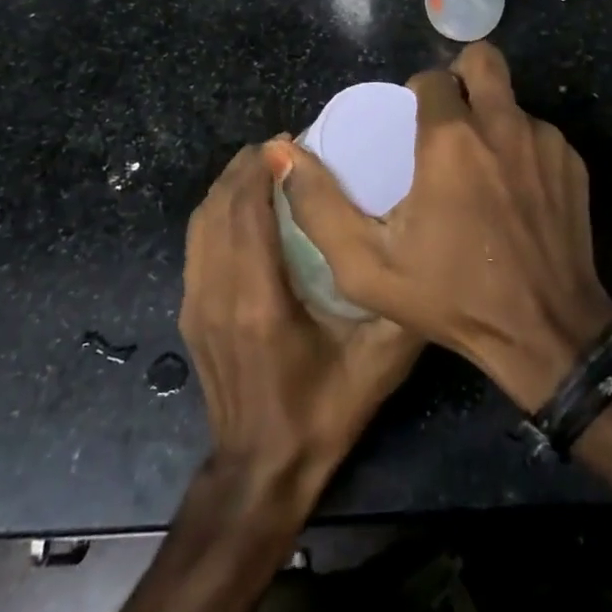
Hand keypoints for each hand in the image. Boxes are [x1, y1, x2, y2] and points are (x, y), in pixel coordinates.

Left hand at [180, 141, 423, 502]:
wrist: (260, 471)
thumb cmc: (322, 412)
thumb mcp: (377, 363)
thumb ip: (402, 306)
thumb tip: (423, 249)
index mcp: (260, 302)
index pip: (248, 212)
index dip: (263, 168)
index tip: (290, 140)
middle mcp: (219, 293)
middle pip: (220, 206)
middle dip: (247, 166)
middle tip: (283, 145)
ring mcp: (196, 303)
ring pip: (202, 220)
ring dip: (228, 184)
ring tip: (263, 165)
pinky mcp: (189, 311)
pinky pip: (196, 242)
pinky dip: (216, 209)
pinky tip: (243, 203)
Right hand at [281, 42, 611, 411]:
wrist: (546, 333)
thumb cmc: (451, 297)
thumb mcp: (366, 265)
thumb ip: (318, 205)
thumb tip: (282, 151)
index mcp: (451, 139)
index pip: (432, 77)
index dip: (419, 93)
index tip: (413, 127)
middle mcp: (502, 125)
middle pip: (483, 59)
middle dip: (464, 76)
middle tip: (450, 116)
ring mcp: (544, 141)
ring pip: (511, 101)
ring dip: (492, 119)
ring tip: (481, 168)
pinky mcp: (573, 162)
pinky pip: (538, 133)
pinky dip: (521, 148)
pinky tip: (515, 193)